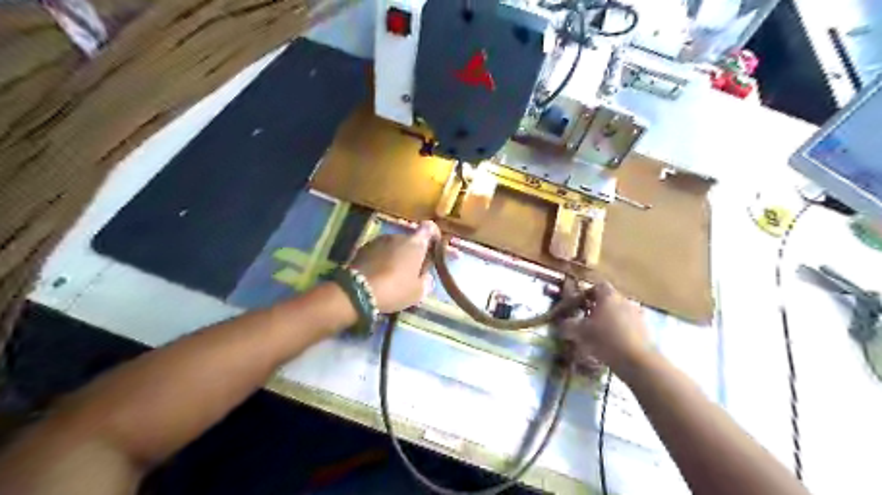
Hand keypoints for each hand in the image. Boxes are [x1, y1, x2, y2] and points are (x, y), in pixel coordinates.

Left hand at [349, 221, 437, 312]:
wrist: (358, 291)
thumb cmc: (395, 289)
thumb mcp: (418, 292)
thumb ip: (426, 281)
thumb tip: (426, 276)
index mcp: (416, 244)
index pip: (429, 228)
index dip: (433, 235)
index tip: (433, 248)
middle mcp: (398, 236)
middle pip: (410, 240)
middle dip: (412, 253)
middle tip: (412, 272)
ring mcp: (379, 240)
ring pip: (394, 246)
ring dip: (396, 256)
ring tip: (393, 276)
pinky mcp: (363, 247)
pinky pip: (379, 251)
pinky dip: (381, 259)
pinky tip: (379, 276)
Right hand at [561, 281, 649, 372]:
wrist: (638, 361)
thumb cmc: (606, 339)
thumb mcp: (580, 332)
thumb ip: (568, 325)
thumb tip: (561, 324)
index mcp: (608, 296)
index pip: (597, 286)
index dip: (586, 294)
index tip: (578, 305)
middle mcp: (624, 300)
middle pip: (608, 299)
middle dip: (596, 308)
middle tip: (585, 321)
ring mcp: (637, 314)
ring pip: (618, 312)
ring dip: (608, 320)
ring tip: (598, 335)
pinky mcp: (644, 329)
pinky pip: (627, 325)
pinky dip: (619, 330)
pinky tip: (612, 344)